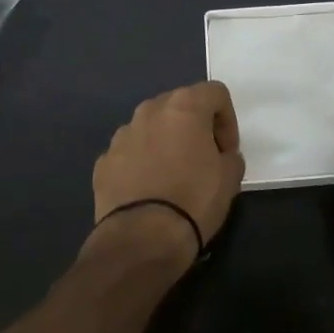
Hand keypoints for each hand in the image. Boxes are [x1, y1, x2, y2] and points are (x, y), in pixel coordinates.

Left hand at [88, 81, 245, 263]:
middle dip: (194, 126)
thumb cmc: (193, 200)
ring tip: (172, 176)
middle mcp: (150, 111)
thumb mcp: (230, 178)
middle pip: (179, 105)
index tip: (227, 150)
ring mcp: (122, 135)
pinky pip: (130, 152)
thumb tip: (220, 155)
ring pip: (151, 127)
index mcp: (184, 107)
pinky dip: (141, 163)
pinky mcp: (103, 161)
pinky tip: (148, 191)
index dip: (227, 120)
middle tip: (203, 158)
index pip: (215, 93)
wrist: (141, 239)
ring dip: (165, 142)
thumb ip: (229, 156)